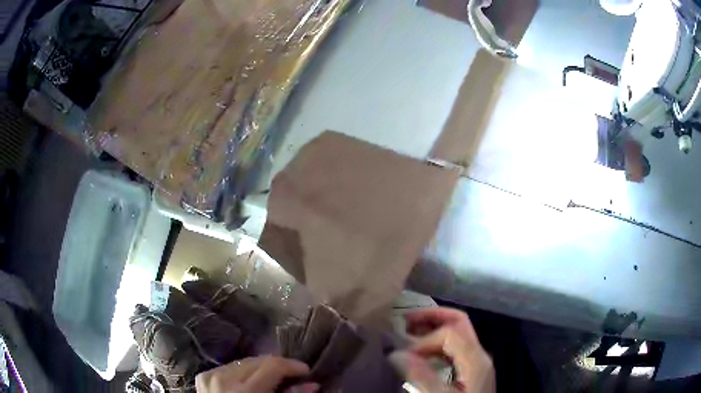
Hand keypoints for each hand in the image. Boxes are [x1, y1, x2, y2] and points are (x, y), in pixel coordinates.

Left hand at [195, 356, 318, 392]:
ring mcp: (211, 376)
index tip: (305, 371)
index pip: (273, 365)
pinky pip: (229, 367)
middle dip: (277, 367)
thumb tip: (313, 384)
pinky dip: (242, 372)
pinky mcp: (203, 376)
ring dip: (260, 369)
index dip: (292, 365)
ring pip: (244, 362)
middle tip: (290, 377)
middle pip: (259, 360)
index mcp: (245, 391)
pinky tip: (248, 383)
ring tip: (269, 381)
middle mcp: (225, 378)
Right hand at [389, 307, 494, 392]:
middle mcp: (479, 355)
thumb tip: (396, 354)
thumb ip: (420, 377)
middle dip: (432, 317)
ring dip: (434, 327)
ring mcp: (477, 362)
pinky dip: (438, 343)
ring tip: (410, 330)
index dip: (423, 341)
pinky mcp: (472, 371)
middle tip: (405, 320)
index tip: (403, 357)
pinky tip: (423, 352)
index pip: (448, 334)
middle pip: (460, 322)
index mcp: (476, 359)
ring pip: (459, 333)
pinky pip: (455, 347)